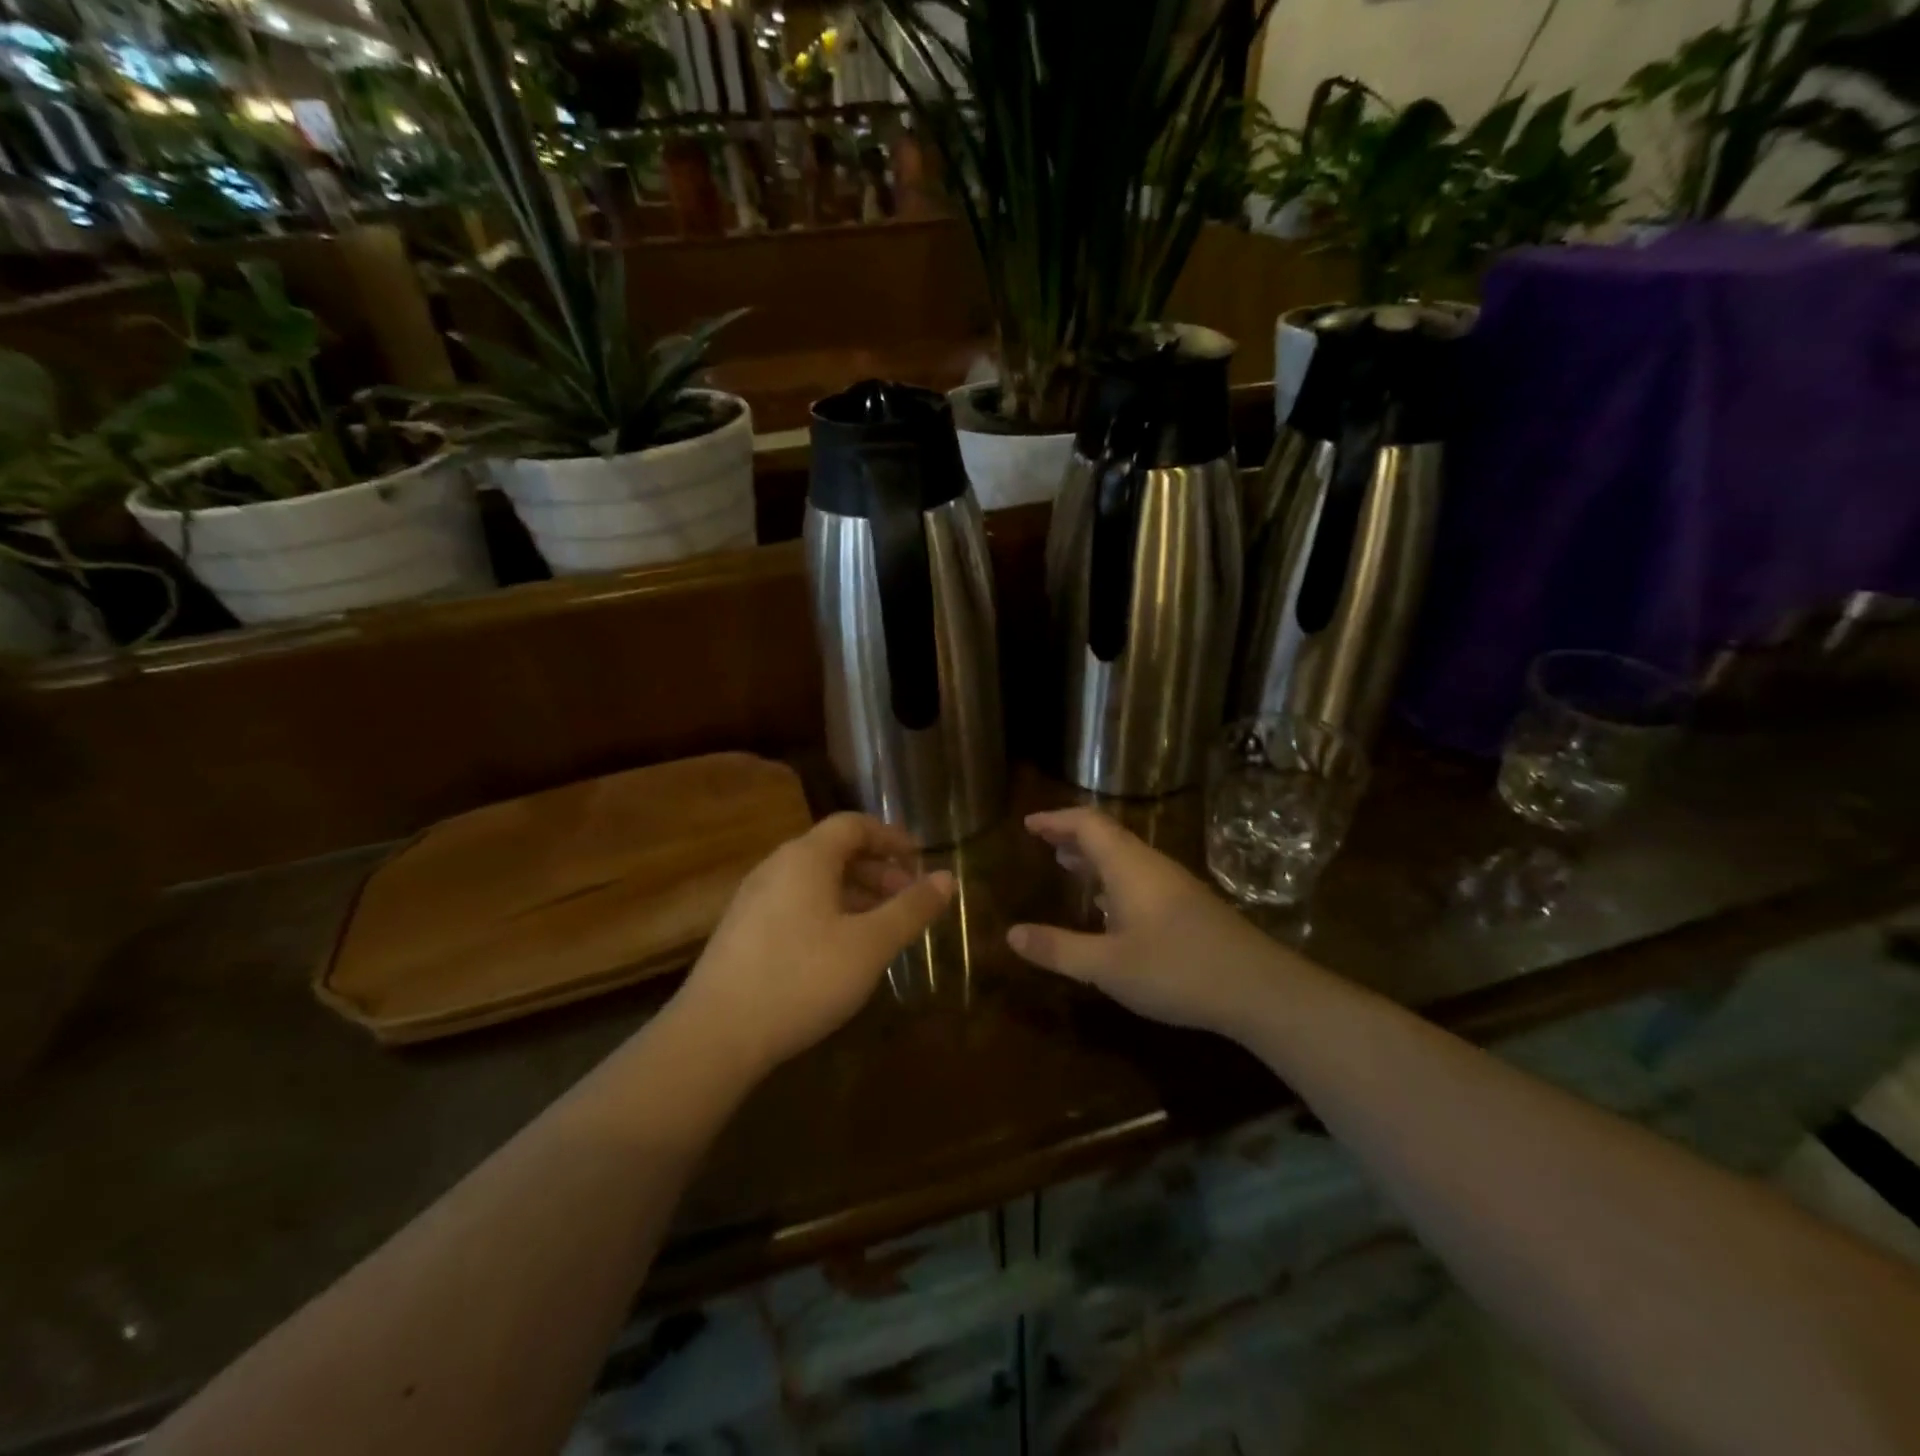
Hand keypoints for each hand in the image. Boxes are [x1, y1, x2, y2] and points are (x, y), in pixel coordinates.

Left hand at [675, 812, 955, 1074]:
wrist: (715, 1035)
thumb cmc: (802, 978)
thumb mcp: (869, 945)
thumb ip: (911, 909)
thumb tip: (947, 878)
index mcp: (806, 858)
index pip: (853, 825)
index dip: (890, 837)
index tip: (919, 860)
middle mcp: (776, 867)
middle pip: (834, 851)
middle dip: (877, 870)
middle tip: (907, 899)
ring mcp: (754, 899)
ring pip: (815, 881)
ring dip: (854, 894)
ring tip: (881, 927)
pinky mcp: (742, 931)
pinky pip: (796, 904)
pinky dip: (829, 912)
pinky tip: (841, 950)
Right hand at [1007, 808, 1300, 1040]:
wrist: (1259, 989)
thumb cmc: (1176, 970)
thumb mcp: (1107, 966)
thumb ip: (1058, 949)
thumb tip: (1011, 935)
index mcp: (1129, 867)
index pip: (1087, 824)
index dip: (1056, 819)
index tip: (1028, 824)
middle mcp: (1151, 866)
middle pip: (1107, 835)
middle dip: (1072, 835)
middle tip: (1042, 841)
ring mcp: (1175, 885)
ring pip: (1126, 856)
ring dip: (1094, 856)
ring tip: (1067, 864)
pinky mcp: (1189, 905)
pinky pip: (1140, 875)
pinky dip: (1112, 876)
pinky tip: (1109, 906)